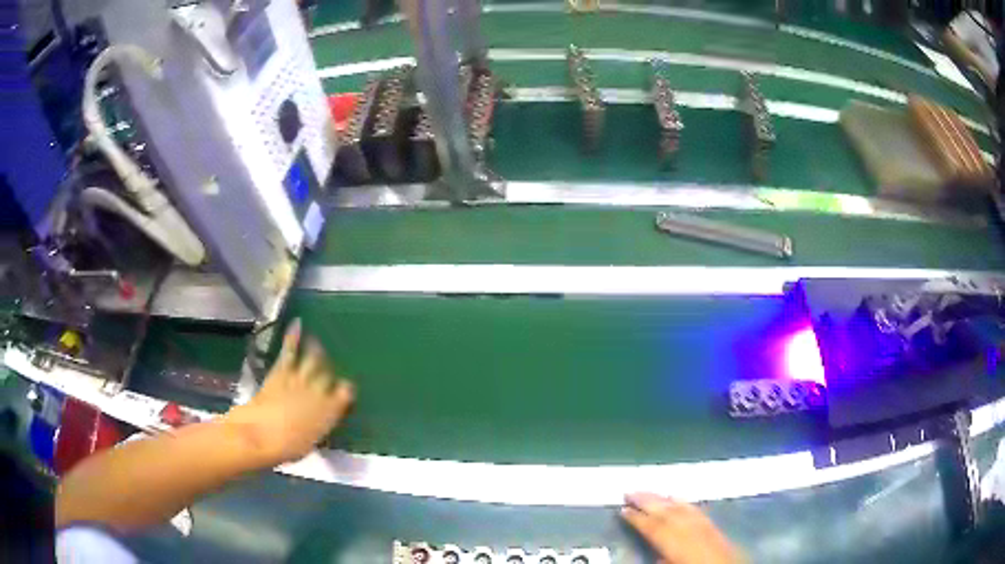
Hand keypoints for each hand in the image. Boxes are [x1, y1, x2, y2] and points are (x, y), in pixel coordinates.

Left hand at [224, 320, 354, 465]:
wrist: (262, 435)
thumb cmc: (287, 448)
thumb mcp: (310, 443)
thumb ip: (318, 428)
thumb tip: (319, 421)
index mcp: (330, 413)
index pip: (345, 394)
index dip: (346, 391)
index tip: (347, 390)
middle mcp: (319, 392)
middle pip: (328, 375)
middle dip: (330, 370)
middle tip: (331, 366)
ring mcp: (299, 379)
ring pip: (312, 359)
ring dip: (316, 350)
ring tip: (319, 342)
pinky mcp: (281, 371)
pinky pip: (289, 351)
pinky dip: (293, 337)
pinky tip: (297, 324)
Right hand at [622, 493, 742, 563]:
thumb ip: (659, 557)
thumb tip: (650, 550)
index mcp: (678, 543)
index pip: (653, 527)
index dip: (636, 517)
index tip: (621, 509)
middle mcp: (692, 530)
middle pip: (667, 511)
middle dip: (647, 500)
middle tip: (629, 490)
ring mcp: (706, 526)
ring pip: (681, 507)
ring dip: (663, 498)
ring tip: (648, 491)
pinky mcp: (716, 527)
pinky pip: (696, 509)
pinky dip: (684, 502)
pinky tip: (677, 497)